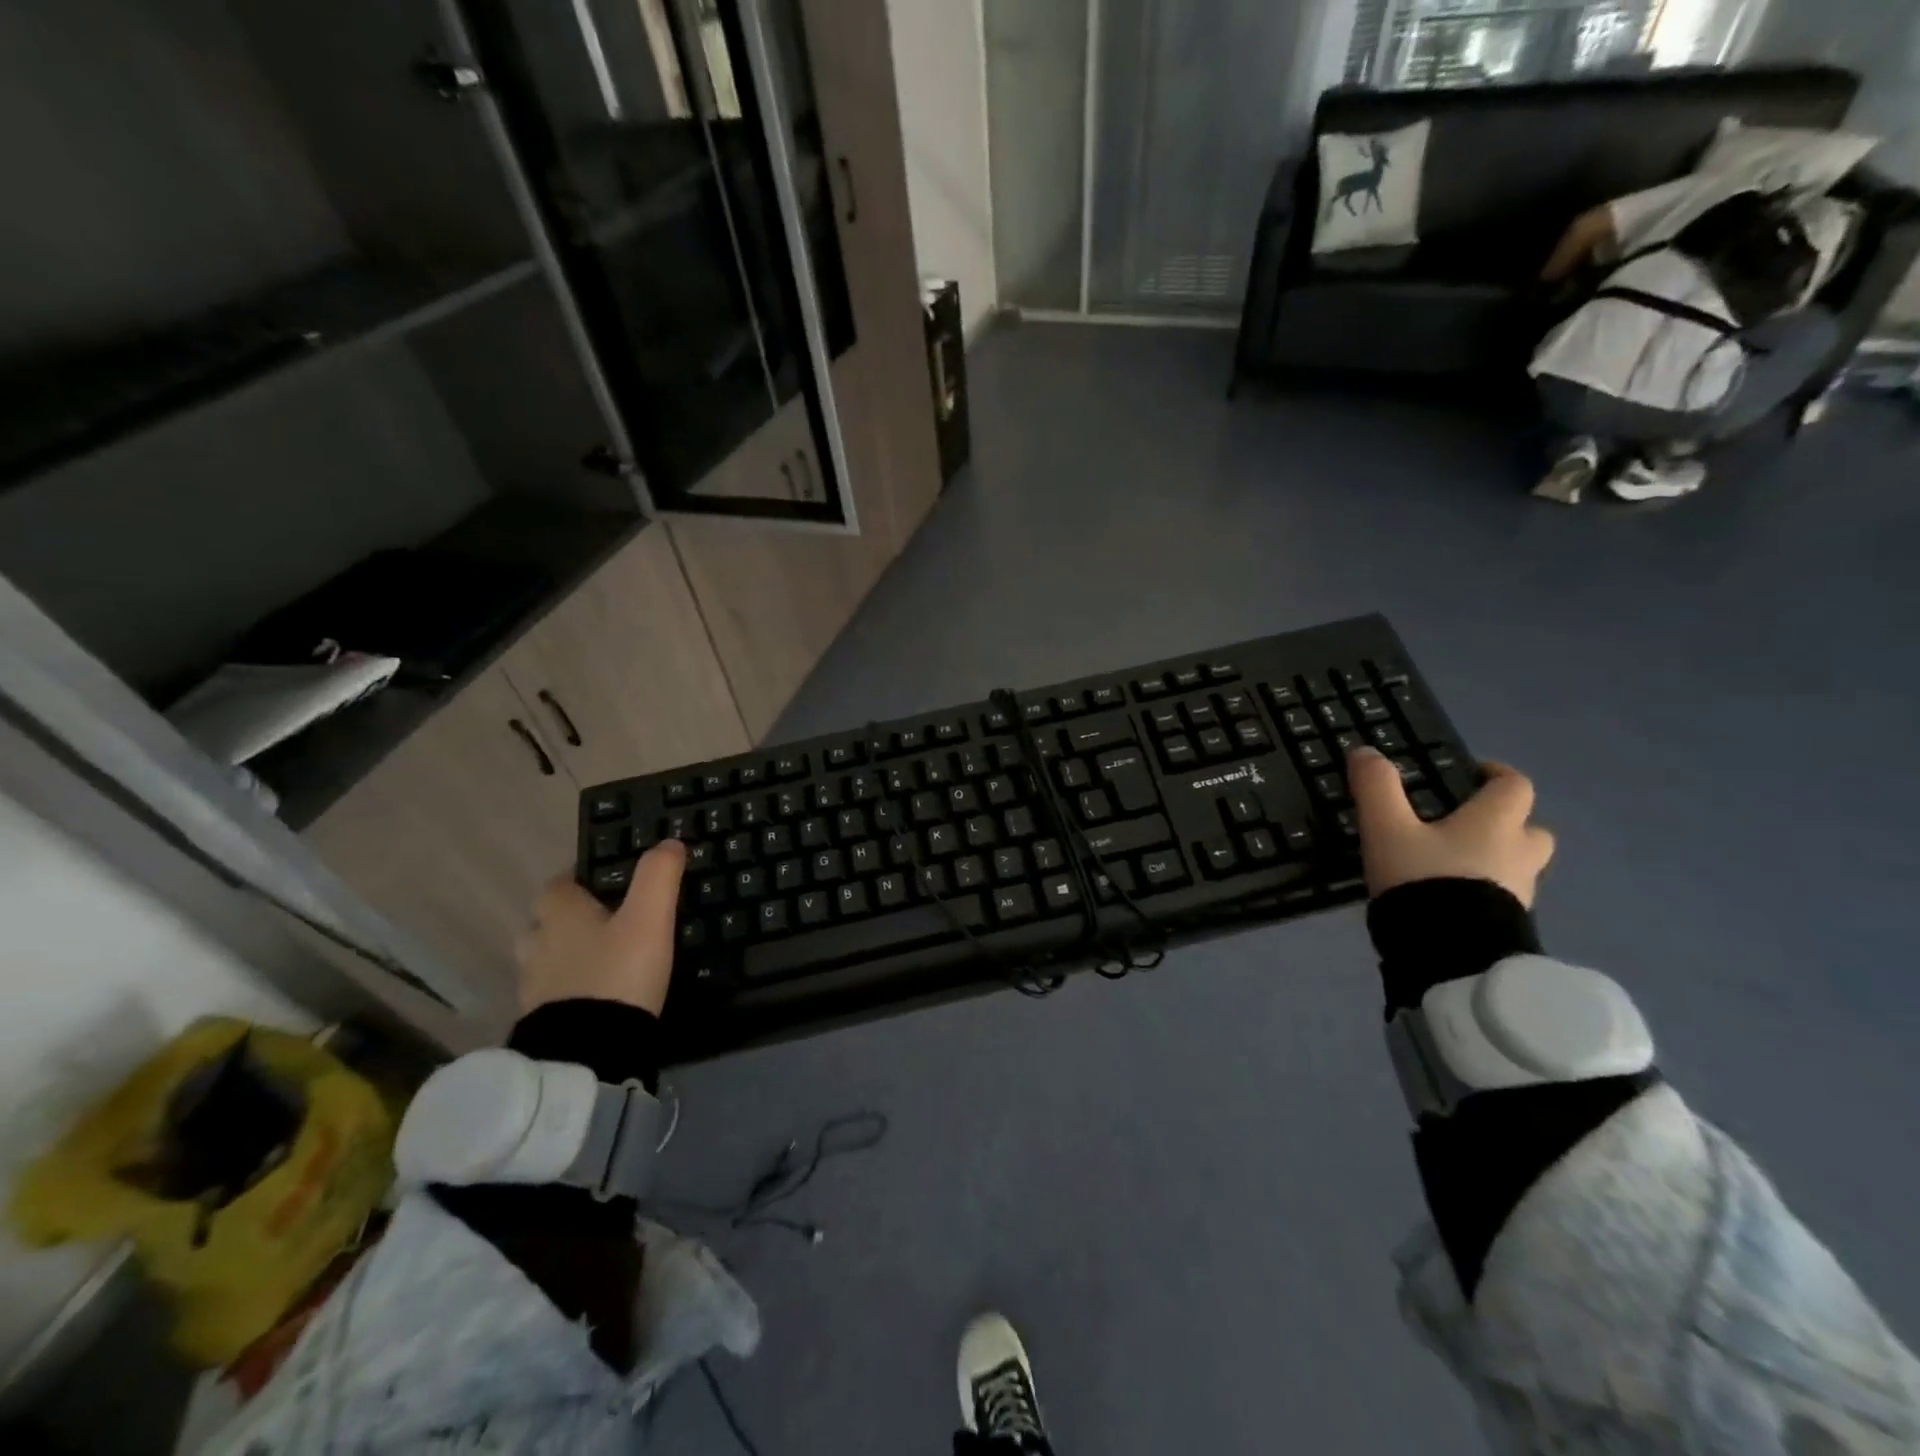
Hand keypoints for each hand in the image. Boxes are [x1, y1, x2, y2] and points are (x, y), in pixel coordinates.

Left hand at [515, 840, 685, 1016]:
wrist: (588, 1053)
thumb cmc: (619, 974)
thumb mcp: (649, 919)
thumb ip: (658, 876)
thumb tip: (669, 842)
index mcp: (559, 913)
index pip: (560, 882)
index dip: (583, 876)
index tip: (610, 880)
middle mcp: (538, 943)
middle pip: (548, 919)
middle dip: (573, 917)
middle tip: (612, 920)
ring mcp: (534, 985)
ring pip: (548, 956)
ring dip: (570, 953)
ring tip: (607, 958)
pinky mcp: (541, 1019)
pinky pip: (555, 990)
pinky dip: (572, 986)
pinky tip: (600, 992)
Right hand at [1348, 747, 1554, 907]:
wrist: (1450, 954)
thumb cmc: (1423, 879)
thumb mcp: (1386, 828)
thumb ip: (1376, 787)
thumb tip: (1365, 751)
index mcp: (1495, 823)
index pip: (1514, 785)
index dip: (1495, 774)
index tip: (1469, 774)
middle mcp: (1519, 853)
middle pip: (1529, 828)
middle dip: (1504, 822)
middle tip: (1463, 824)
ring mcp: (1520, 892)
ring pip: (1518, 864)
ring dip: (1495, 858)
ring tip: (1449, 864)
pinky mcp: (1509, 925)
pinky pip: (1502, 896)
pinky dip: (1483, 890)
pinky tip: (1448, 897)